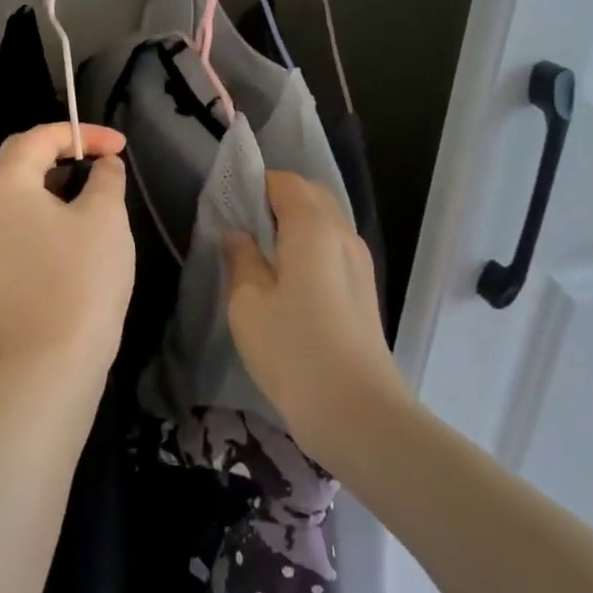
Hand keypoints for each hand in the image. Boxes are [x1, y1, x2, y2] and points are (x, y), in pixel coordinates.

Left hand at [0, 122, 134, 374]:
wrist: (54, 355)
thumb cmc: (82, 275)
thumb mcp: (105, 215)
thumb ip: (106, 177)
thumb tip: (105, 165)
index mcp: (4, 183)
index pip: (40, 137)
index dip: (84, 134)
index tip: (122, 146)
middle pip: (22, 156)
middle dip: (65, 148)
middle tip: (105, 156)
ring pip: (21, 186)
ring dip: (58, 176)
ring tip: (97, 183)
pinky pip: (22, 214)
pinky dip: (49, 202)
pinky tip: (79, 216)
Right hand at [223, 170, 406, 462]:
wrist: (357, 410)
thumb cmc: (293, 350)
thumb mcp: (248, 302)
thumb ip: (241, 258)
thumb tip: (238, 234)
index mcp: (313, 227)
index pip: (285, 182)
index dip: (255, 184)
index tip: (228, 204)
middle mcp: (343, 234)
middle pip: (311, 196)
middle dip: (276, 199)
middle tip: (242, 225)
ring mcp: (359, 262)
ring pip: (326, 222)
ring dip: (294, 223)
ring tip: (261, 251)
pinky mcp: (363, 289)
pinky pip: (334, 247)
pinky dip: (309, 246)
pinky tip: (288, 277)